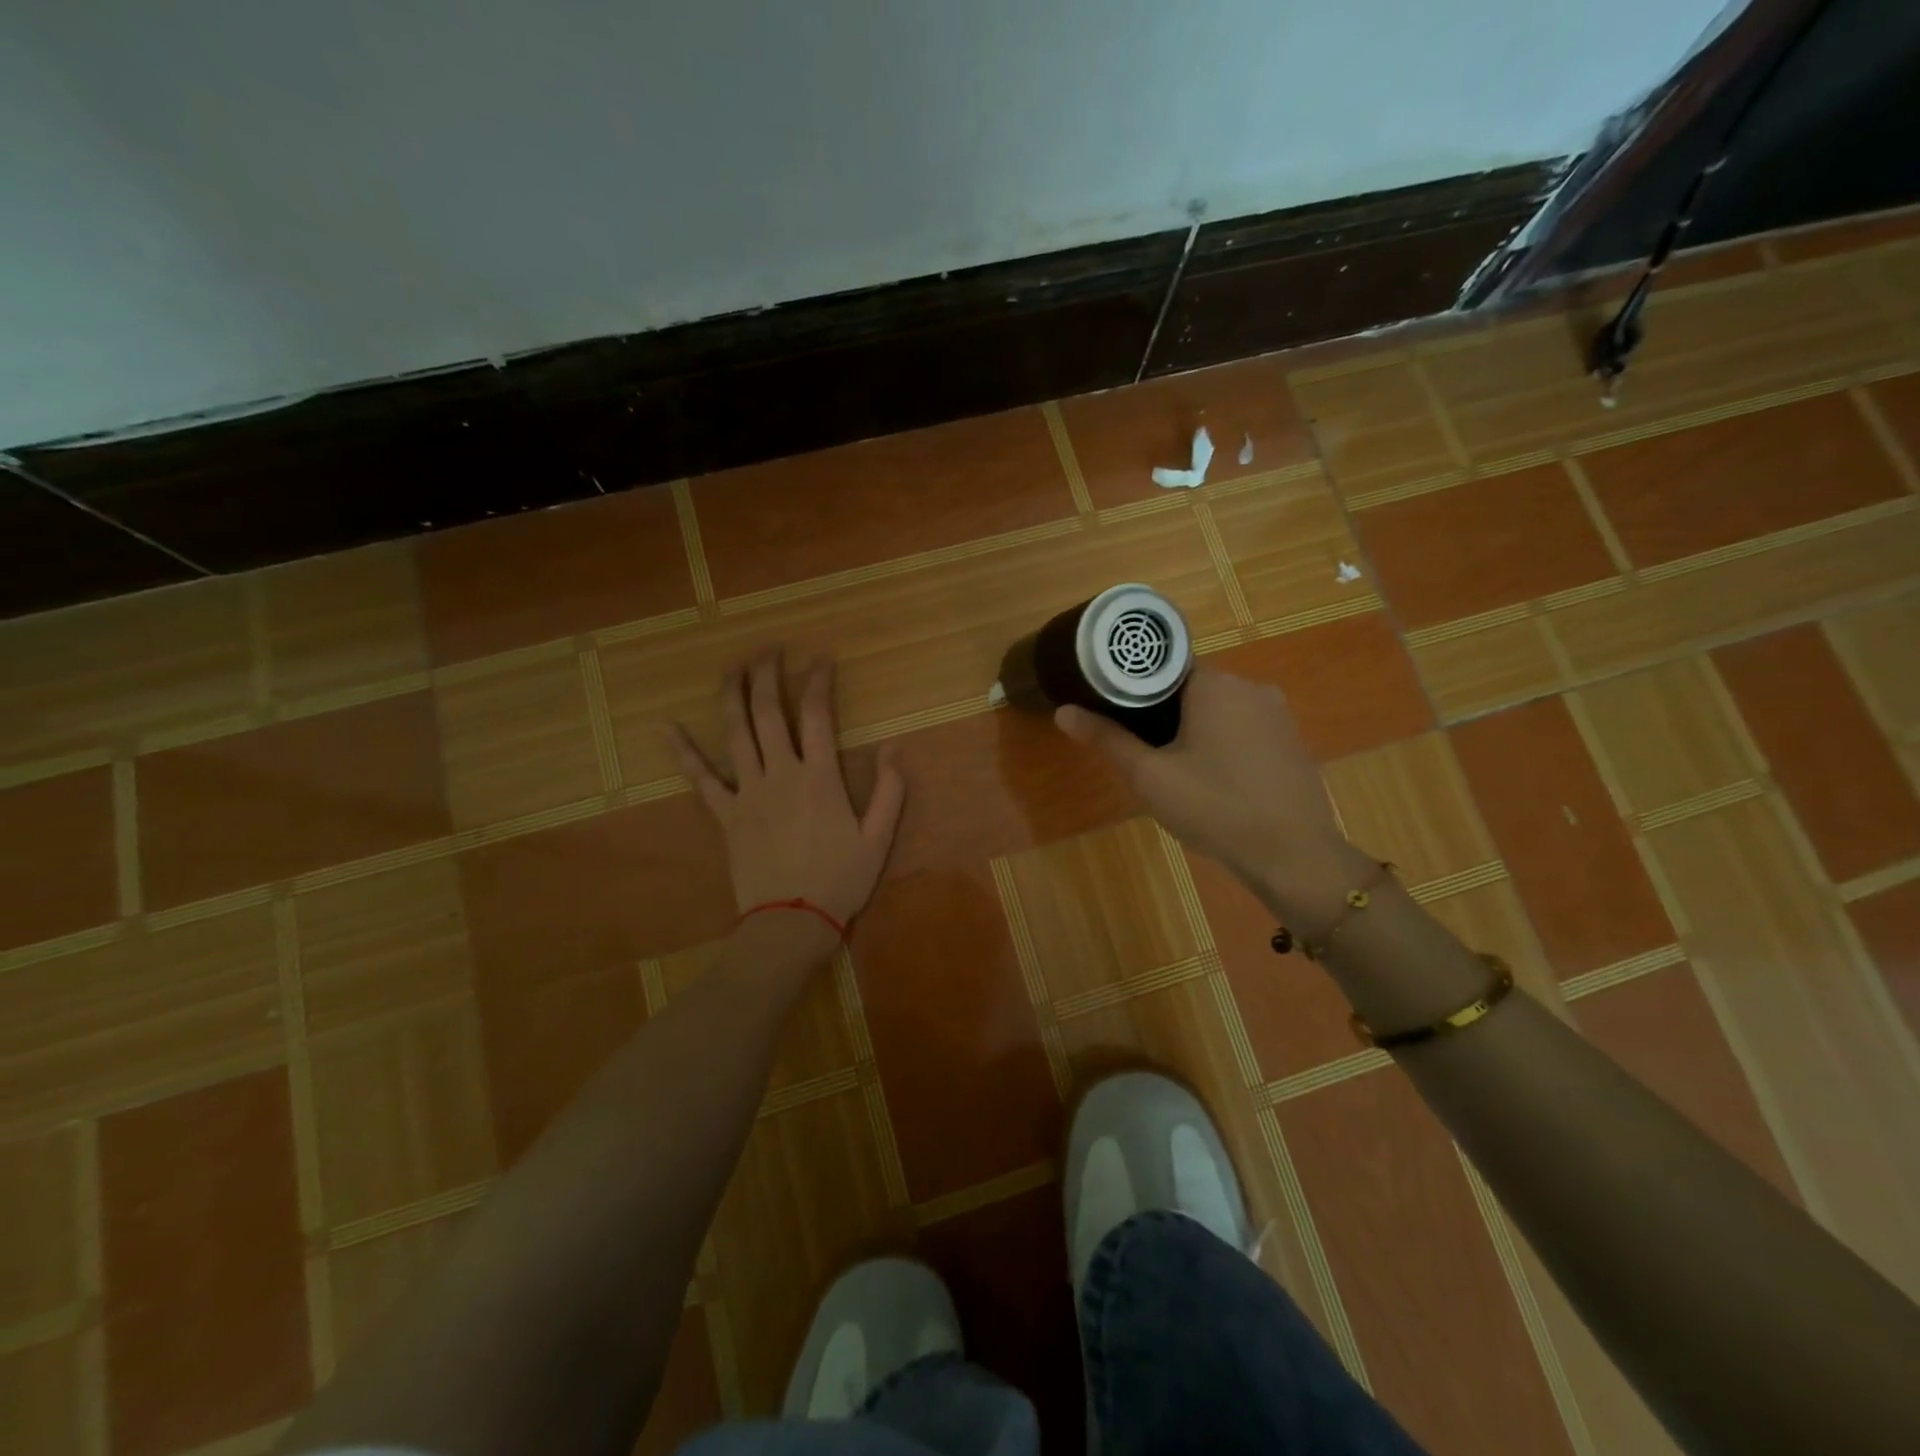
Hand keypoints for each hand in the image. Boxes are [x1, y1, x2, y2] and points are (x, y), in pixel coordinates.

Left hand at [672, 652, 905, 927]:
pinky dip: (683, 751)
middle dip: (768, 675)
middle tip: (768, 649)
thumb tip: (893, 747)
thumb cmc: (840, 881)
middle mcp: (781, 774)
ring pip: (736, 733)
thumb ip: (889, 791)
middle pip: (770, 713)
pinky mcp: (725, 814)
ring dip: (733, 696)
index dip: (818, 682)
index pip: (818, 716)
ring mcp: (748, 792)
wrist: (791, 922)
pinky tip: (666, 726)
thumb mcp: (878, 838)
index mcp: (819, 778)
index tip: (820, 659)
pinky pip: (700, 778)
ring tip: (733, 667)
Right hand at [1054, 665, 1343, 887]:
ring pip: (1219, 708)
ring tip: (1172, 766)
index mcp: (1216, 684)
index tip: (1116, 712)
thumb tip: (1063, 712)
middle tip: (1141, 749)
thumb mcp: (1150, 776)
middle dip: (1163, 712)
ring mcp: (1277, 713)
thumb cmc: (1214, 808)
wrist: (1293, 856)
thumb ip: (1107, 739)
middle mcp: (1251, 686)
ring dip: (1194, 728)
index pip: (1164, 666)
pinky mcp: (1291, 739)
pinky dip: (1222, 742)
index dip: (1135, 688)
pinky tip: (1213, 778)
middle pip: (1191, 686)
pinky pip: (1244, 727)